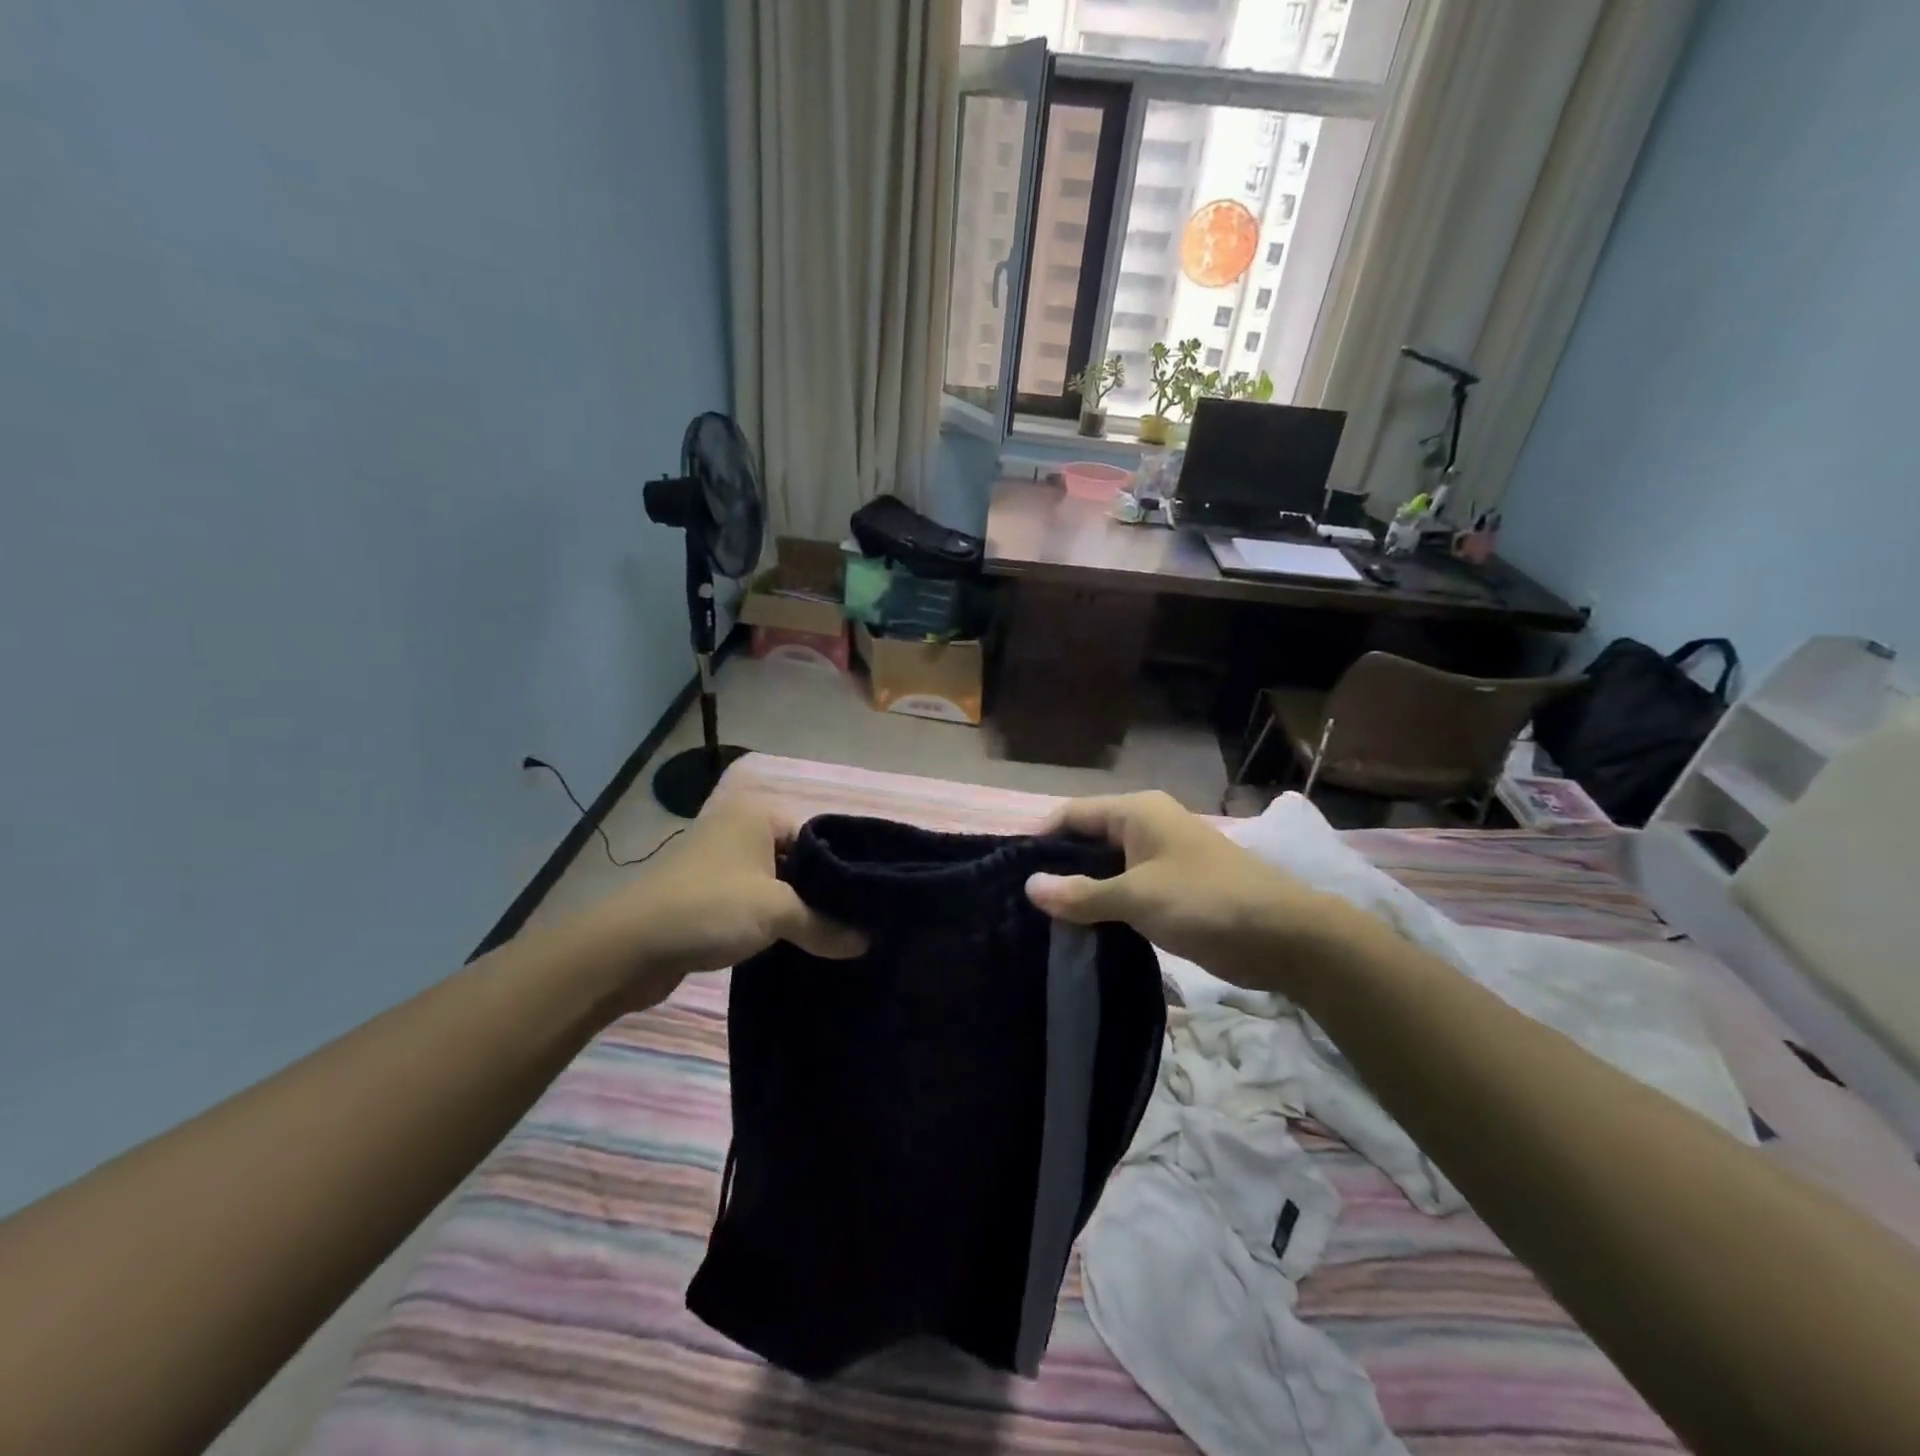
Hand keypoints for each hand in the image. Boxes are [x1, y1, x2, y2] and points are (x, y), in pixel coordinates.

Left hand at [579, 795, 865, 1009]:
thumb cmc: (710, 908)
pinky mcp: (708, 894)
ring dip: (798, 910)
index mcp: (758, 814)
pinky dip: (773, 921)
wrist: (630, 947)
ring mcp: (721, 862)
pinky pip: (755, 902)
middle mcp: (740, 829)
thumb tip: (866, 942)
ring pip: (777, 884)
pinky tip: (797, 944)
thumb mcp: (777, 912)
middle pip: (800, 859)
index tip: (868, 901)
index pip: (820, 835)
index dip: (844, 868)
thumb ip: (825, 924)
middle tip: (857, 923)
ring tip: (833, 937)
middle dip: (822, 892)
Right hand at [1024, 791, 1367, 993]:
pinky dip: (1105, 904)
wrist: (1285, 936)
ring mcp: (1161, 858)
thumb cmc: (1205, 901)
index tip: (1008, 871)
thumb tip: (1030, 886)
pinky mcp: (1173, 888)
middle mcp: (1146, 826)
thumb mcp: (1137, 897)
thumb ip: (1081, 893)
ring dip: (1081, 890)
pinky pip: (1126, 889)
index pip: (1071, 815)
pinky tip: (1082, 929)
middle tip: (1021, 902)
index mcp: (1136, 811)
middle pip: (1087, 840)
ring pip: (1106, 868)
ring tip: (1043, 919)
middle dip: (1058, 868)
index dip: (1039, 839)